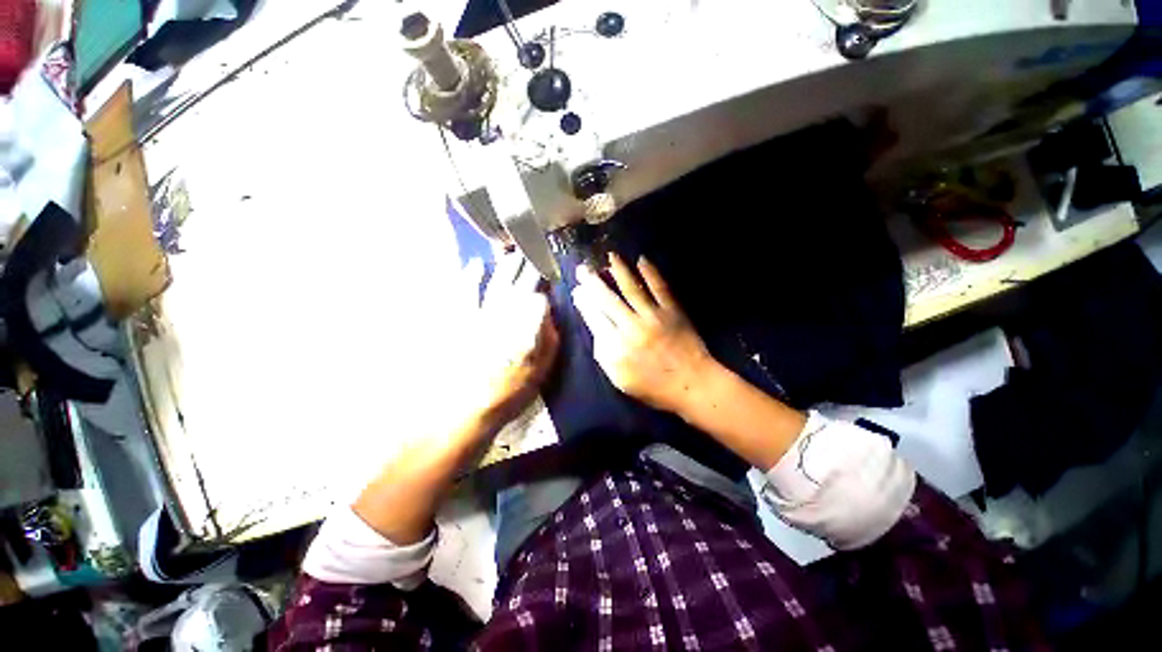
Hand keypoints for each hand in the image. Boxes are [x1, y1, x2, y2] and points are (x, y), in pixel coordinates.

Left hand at [466, 252, 559, 428]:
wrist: (468, 407)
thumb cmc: (510, 389)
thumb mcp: (541, 367)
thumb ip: (547, 336)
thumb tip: (547, 309)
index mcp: (525, 325)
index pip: (538, 295)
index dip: (544, 279)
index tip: (549, 269)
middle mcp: (504, 315)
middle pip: (518, 284)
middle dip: (526, 266)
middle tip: (532, 252)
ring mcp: (480, 315)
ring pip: (495, 282)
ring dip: (504, 266)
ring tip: (511, 253)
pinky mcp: (461, 320)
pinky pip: (465, 292)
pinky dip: (470, 277)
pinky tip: (475, 265)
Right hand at [572, 253, 713, 414]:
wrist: (691, 384)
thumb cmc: (652, 386)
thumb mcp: (619, 379)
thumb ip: (603, 354)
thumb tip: (595, 329)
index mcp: (616, 347)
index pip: (594, 318)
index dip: (584, 302)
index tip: (577, 290)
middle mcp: (631, 327)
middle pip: (608, 299)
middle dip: (593, 282)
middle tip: (583, 268)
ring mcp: (653, 316)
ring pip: (632, 288)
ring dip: (619, 270)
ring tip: (610, 256)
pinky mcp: (672, 310)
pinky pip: (659, 287)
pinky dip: (651, 272)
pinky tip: (642, 260)